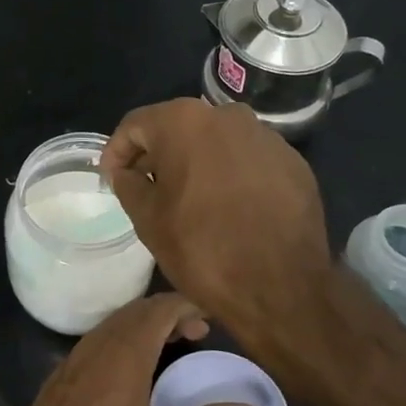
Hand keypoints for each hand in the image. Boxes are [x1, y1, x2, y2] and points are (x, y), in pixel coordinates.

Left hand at [0, 293, 262, 405]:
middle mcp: (99, 344)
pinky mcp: (61, 374)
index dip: (188, 305)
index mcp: (125, 353)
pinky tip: (130, 370)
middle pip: (138, 310)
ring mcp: (75, 357)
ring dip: (145, 325)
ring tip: (170, 346)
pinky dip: (122, 338)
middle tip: (198, 333)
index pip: (160, 308)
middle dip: (169, 313)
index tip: (211, 318)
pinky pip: (98, 339)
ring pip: (115, 323)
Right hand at [100, 99, 333, 338]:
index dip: (117, 152)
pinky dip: (231, 174)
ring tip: (188, 199)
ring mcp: (266, 137)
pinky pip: (248, 160)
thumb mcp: (147, 219)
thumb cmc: (203, 250)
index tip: (112, 179)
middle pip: (178, 127)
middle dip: (158, 155)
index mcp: (185, 123)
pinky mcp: (293, 162)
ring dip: (196, 163)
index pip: (136, 125)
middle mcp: (228, 116)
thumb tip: (126, 171)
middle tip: (145, 188)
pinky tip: (228, 207)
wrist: (282, 289)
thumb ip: (128, 184)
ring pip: (216, 142)